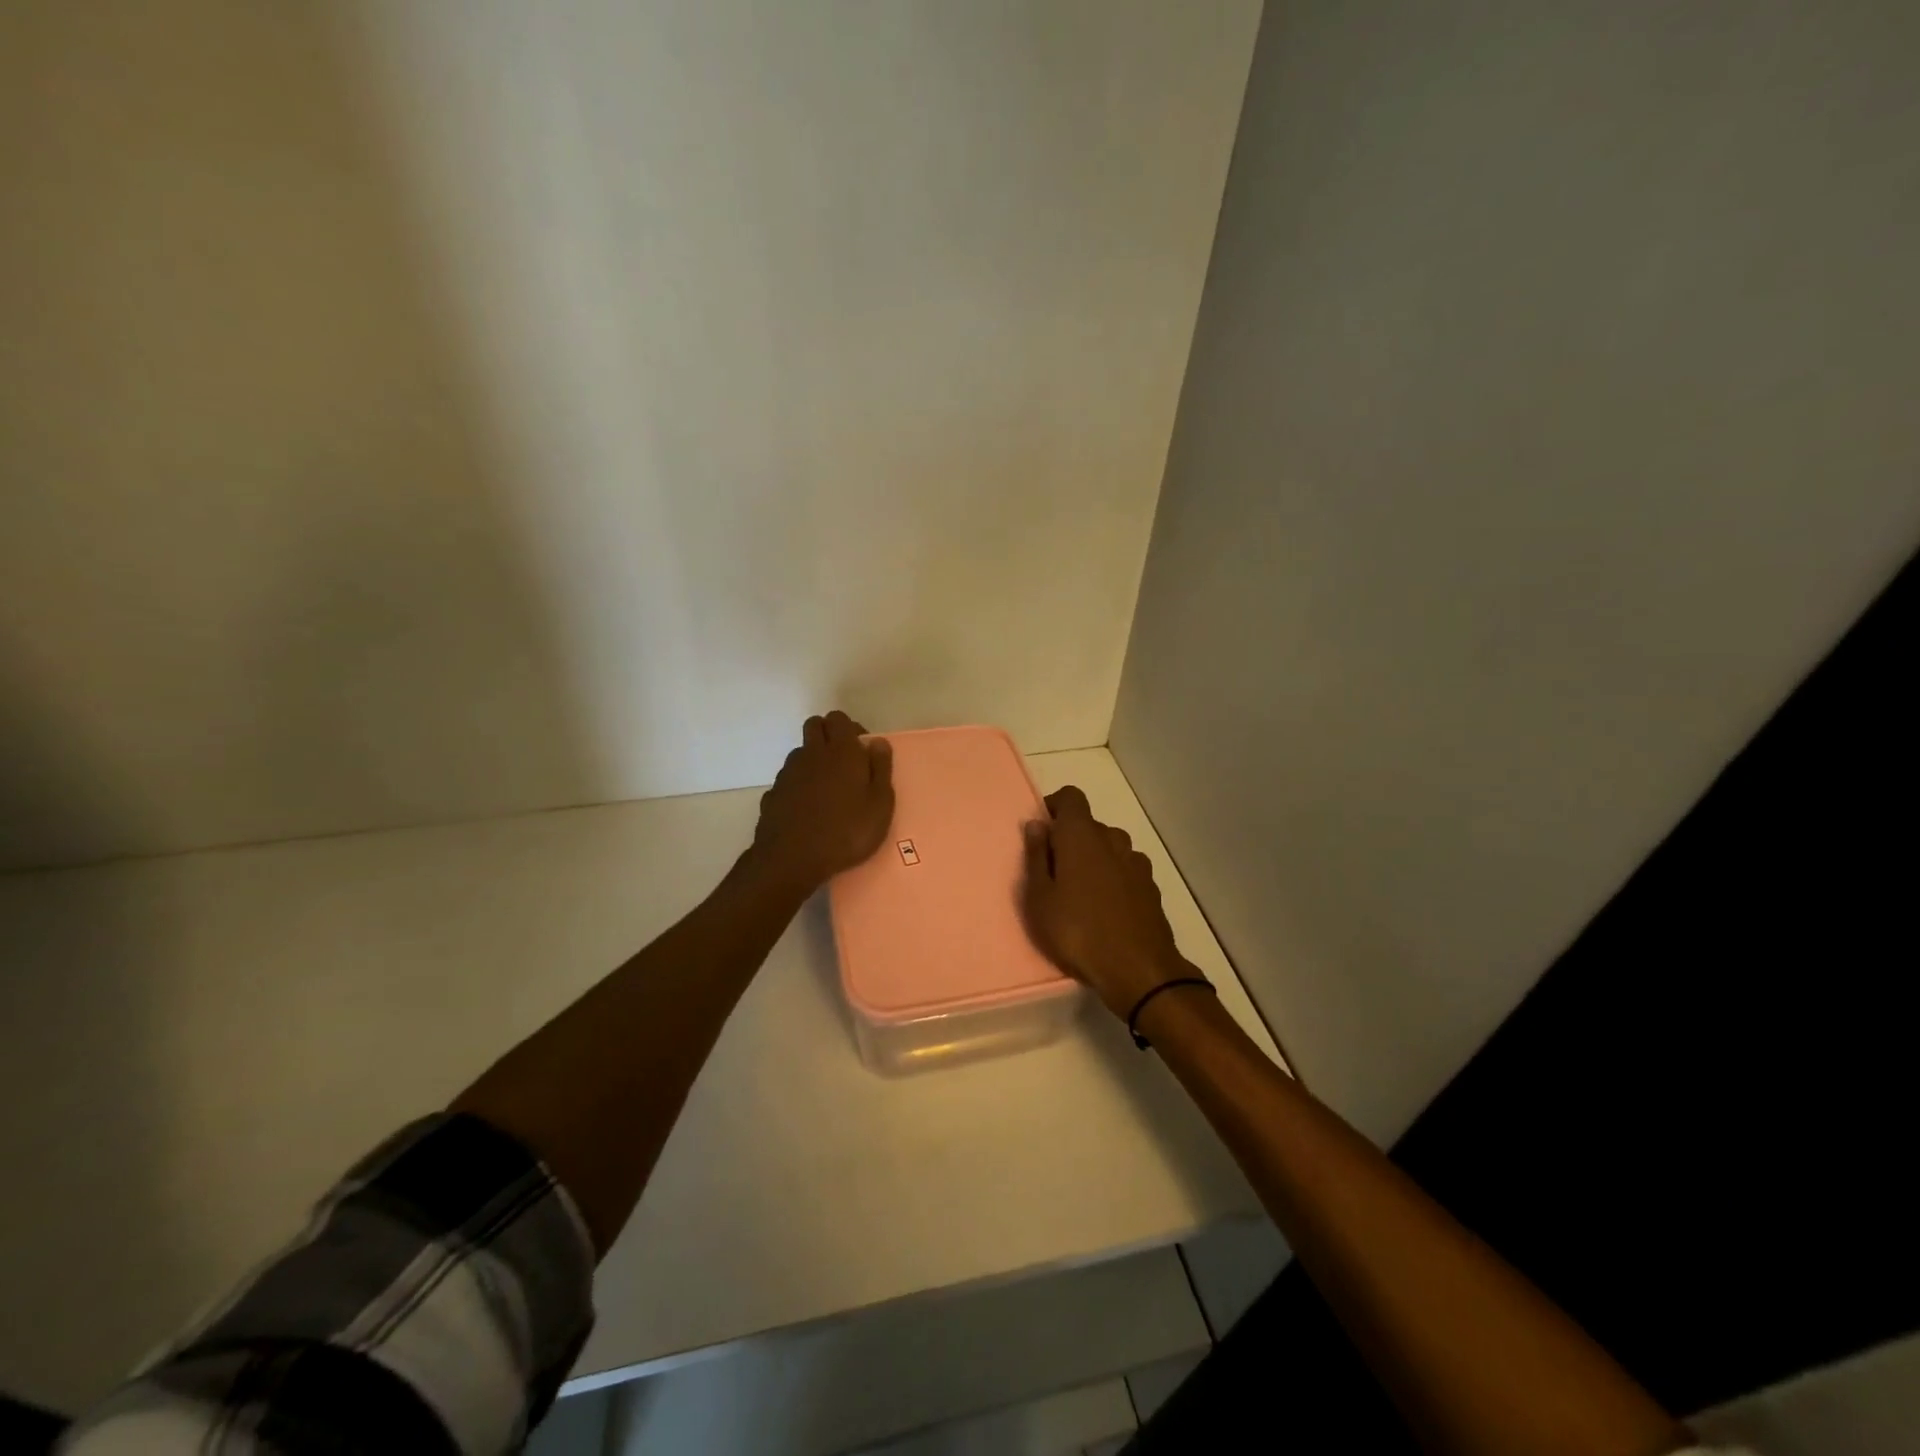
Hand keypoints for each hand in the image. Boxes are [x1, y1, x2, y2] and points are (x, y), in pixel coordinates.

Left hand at [749, 711, 895, 891]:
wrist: (792, 859)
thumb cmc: (846, 832)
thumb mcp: (880, 805)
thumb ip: (881, 769)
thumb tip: (878, 742)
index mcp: (841, 751)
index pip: (839, 718)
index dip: (851, 728)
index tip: (862, 750)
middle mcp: (811, 754)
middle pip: (815, 725)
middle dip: (828, 734)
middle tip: (844, 761)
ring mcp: (788, 772)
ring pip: (800, 751)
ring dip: (813, 759)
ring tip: (827, 788)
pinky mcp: (773, 792)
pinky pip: (788, 778)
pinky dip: (798, 784)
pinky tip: (808, 808)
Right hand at [1021, 785, 1192, 1019]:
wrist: (1139, 971)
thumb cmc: (1078, 932)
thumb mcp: (1040, 899)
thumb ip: (1036, 857)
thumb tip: (1036, 825)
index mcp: (1082, 835)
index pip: (1071, 797)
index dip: (1055, 807)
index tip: (1042, 833)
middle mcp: (1112, 839)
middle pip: (1089, 825)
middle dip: (1070, 841)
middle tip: (1053, 875)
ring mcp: (1136, 863)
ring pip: (1109, 848)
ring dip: (1094, 860)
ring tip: (1080, 896)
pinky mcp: (1150, 887)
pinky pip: (1125, 870)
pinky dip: (1113, 879)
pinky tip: (1105, 909)